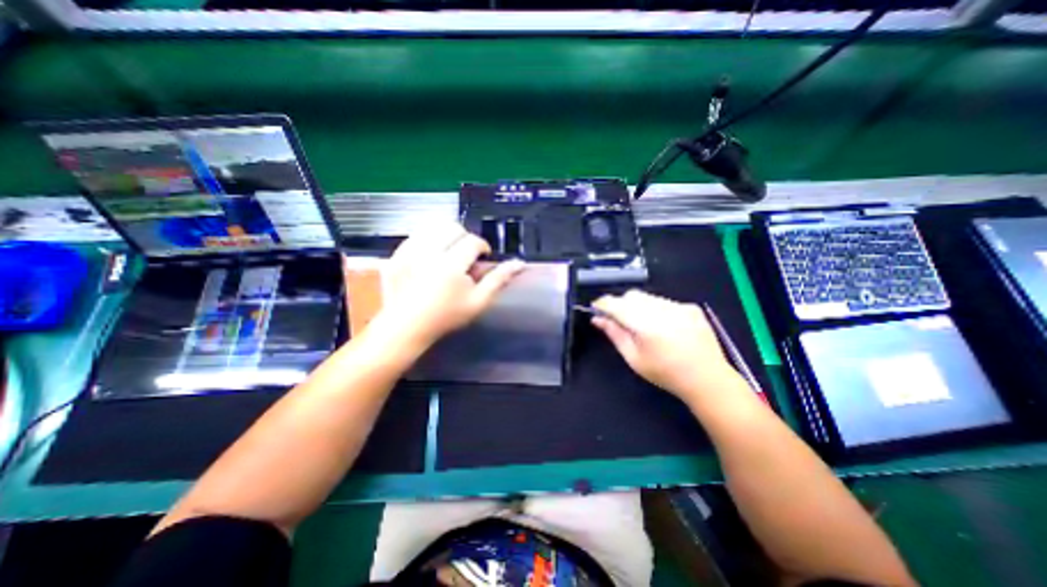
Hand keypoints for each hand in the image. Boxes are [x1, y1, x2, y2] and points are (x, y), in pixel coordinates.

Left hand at [368, 223, 527, 352]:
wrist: (406, 327)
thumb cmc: (446, 317)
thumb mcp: (478, 302)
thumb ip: (499, 279)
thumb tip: (519, 263)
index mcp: (451, 265)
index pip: (473, 241)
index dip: (482, 247)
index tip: (482, 257)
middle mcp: (428, 253)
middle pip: (453, 227)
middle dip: (464, 238)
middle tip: (465, 255)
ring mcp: (408, 252)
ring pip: (433, 227)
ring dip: (446, 237)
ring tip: (448, 254)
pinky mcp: (395, 254)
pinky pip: (416, 235)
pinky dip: (427, 241)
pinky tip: (430, 257)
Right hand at [594, 292, 738, 401]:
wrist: (707, 379)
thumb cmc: (665, 373)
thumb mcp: (633, 358)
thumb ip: (614, 334)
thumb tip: (597, 319)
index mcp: (645, 325)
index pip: (616, 304)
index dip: (603, 304)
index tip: (596, 309)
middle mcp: (662, 310)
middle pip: (631, 296)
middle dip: (621, 304)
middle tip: (620, 321)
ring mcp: (678, 306)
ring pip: (647, 297)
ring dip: (638, 306)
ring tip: (645, 326)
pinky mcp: (690, 307)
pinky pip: (664, 301)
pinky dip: (656, 309)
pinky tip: (664, 327)